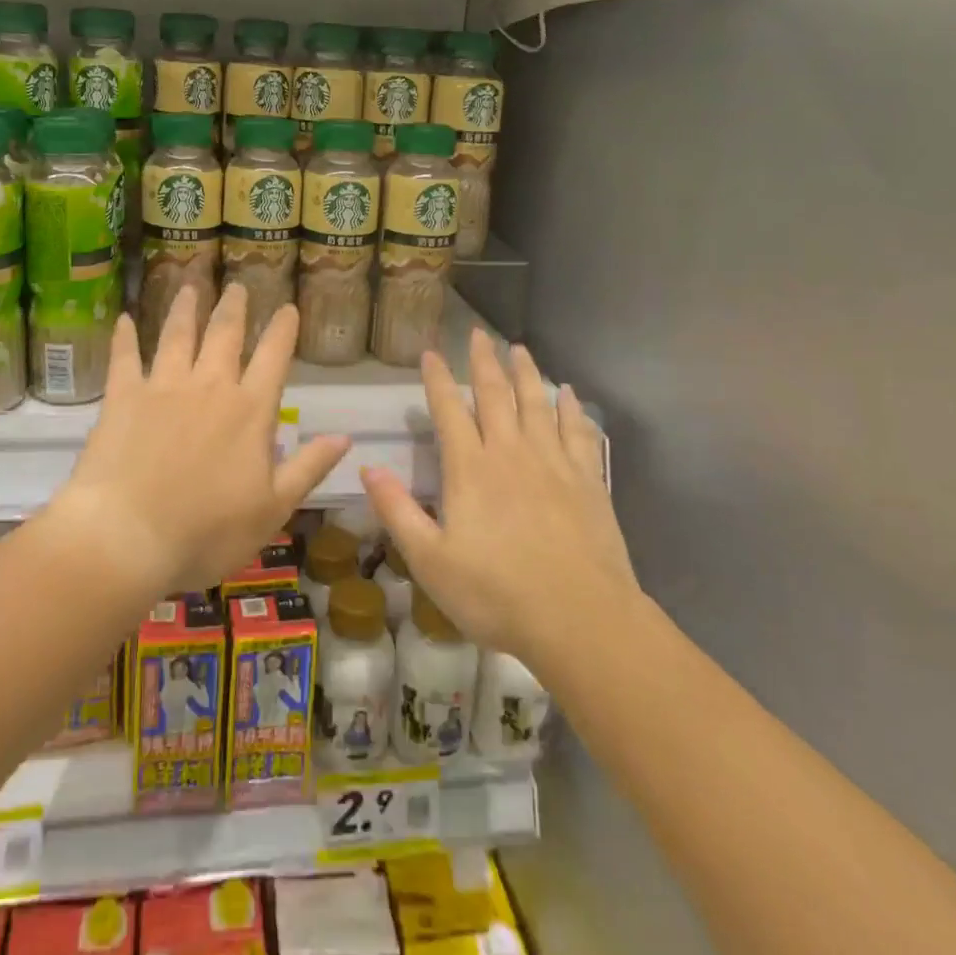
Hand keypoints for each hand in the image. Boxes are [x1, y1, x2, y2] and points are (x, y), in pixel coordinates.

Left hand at [51, 283, 348, 596]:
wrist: (127, 537)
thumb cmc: (206, 532)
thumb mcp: (273, 509)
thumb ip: (308, 467)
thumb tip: (345, 437)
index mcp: (250, 410)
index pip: (273, 357)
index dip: (282, 329)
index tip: (288, 307)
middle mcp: (210, 386)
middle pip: (224, 334)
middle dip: (233, 307)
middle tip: (237, 286)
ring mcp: (163, 387)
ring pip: (177, 335)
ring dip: (184, 308)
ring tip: (189, 284)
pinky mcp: (123, 397)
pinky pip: (124, 357)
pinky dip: (124, 336)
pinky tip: (123, 318)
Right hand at [362, 329, 641, 673]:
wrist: (580, 620)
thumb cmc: (496, 595)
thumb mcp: (430, 561)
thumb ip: (398, 511)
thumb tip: (368, 467)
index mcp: (471, 469)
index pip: (449, 410)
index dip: (437, 379)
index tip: (431, 352)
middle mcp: (511, 453)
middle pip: (495, 395)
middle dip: (483, 362)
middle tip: (478, 334)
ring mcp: (553, 463)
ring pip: (536, 404)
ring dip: (526, 373)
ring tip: (519, 349)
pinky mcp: (588, 480)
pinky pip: (578, 431)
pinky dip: (571, 408)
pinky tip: (568, 393)